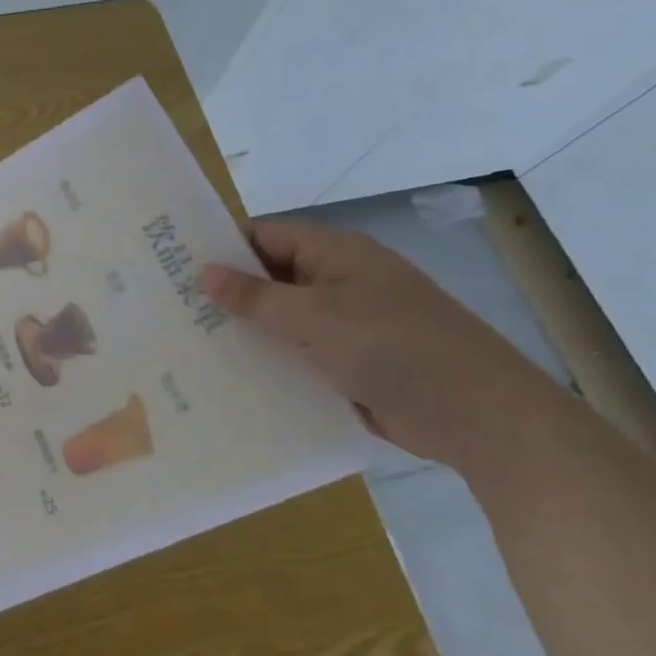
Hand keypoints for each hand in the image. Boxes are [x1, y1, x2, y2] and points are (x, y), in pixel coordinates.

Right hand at [201, 220, 568, 479]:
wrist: (484, 419)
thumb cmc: (396, 349)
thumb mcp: (317, 318)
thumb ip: (256, 296)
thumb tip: (204, 272)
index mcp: (336, 255)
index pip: (265, 236)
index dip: (222, 247)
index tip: (174, 267)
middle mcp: (339, 282)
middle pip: (270, 278)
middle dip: (227, 293)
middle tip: (172, 310)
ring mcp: (347, 325)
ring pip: (282, 320)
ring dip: (246, 331)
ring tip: (189, 344)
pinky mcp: (351, 364)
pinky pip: (299, 354)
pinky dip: (270, 361)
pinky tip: (231, 376)